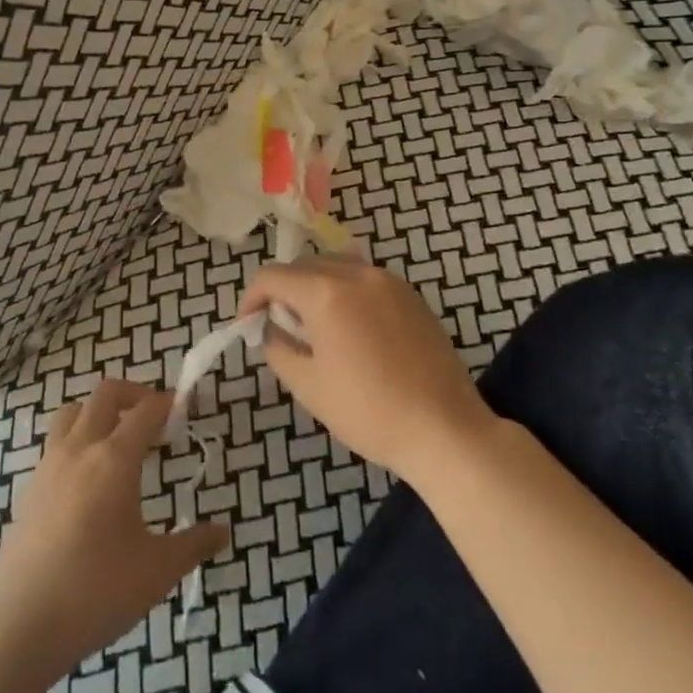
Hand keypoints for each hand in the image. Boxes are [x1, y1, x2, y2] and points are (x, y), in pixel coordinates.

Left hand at [0, 380, 227, 680]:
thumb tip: (223, 532)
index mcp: (114, 459)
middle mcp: (79, 450)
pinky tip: (89, 480)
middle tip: (156, 418)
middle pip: (105, 395)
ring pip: (73, 412)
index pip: (146, 411)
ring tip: (119, 440)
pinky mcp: (30, 490)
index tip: (185, 409)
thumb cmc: (96, 592)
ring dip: (99, 412)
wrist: (20, 627)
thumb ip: (193, 545)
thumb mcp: (157, 571)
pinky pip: (56, 443)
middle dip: (135, 394)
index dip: (168, 403)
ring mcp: (48, 467)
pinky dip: (77, 441)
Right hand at [242, 258, 497, 485]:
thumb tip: (271, 329)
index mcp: (326, 292)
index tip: (248, 325)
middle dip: (283, 290)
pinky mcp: (411, 295)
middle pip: (304, 264)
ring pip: (336, 265)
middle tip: (281, 328)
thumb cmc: (368, 411)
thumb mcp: (308, 386)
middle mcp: (357, 273)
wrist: (444, 428)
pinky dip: (346, 291)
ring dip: (315, 286)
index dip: (251, 298)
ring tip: (316, 326)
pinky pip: (365, 278)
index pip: (272, 276)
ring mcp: (388, 281)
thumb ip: (278, 348)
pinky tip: (352, 329)